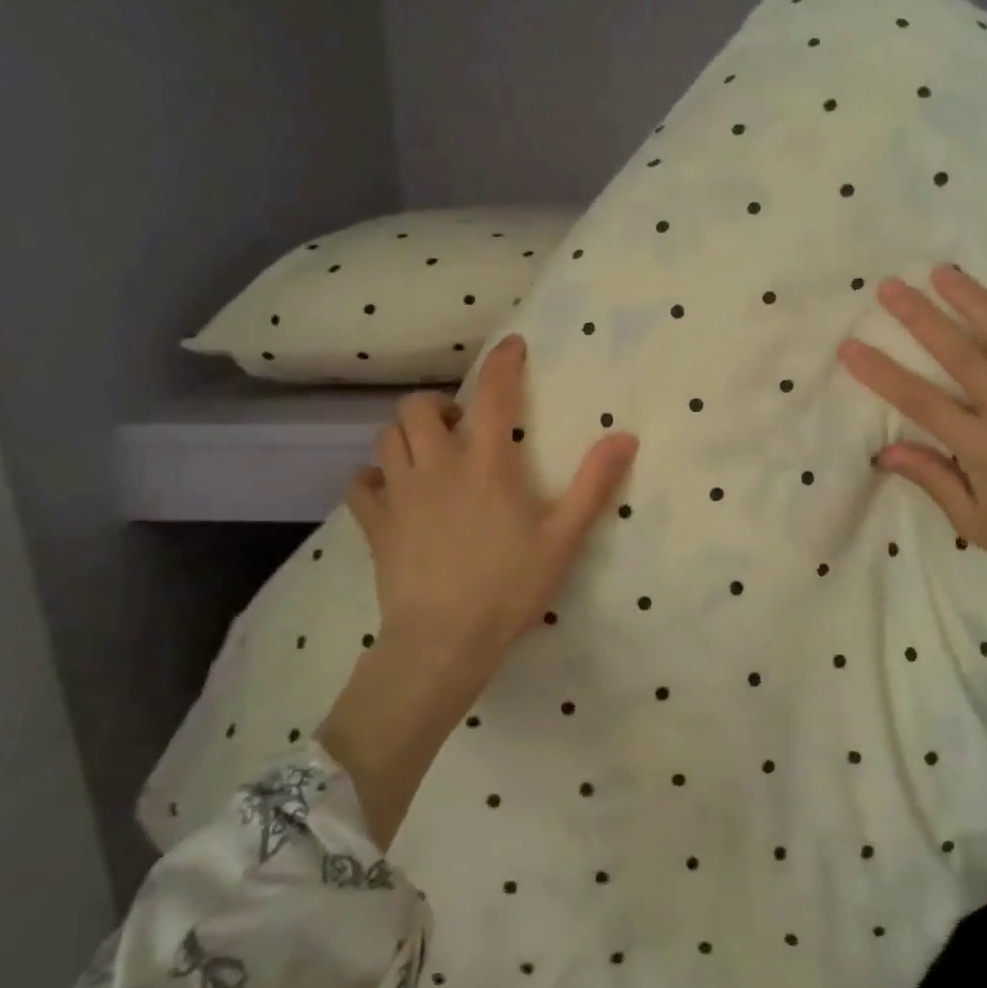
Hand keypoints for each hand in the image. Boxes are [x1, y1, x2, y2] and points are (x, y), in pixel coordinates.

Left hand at [322, 333, 636, 846]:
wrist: (443, 641)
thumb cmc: (509, 588)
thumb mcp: (563, 537)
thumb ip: (594, 484)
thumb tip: (626, 436)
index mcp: (486, 463)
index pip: (493, 393)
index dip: (502, 362)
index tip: (511, 346)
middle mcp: (437, 464)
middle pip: (418, 407)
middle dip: (439, 405)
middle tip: (461, 428)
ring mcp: (399, 493)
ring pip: (387, 437)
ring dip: (409, 435)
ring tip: (431, 455)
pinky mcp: (375, 523)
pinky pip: (360, 483)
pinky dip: (373, 478)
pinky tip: (391, 491)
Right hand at [838, 259, 986, 688]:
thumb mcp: (976, 524)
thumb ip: (933, 479)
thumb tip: (886, 450)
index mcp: (983, 447)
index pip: (919, 400)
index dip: (880, 372)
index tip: (849, 345)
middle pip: (959, 355)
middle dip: (919, 318)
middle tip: (890, 286)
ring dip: (975, 301)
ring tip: (945, 271)